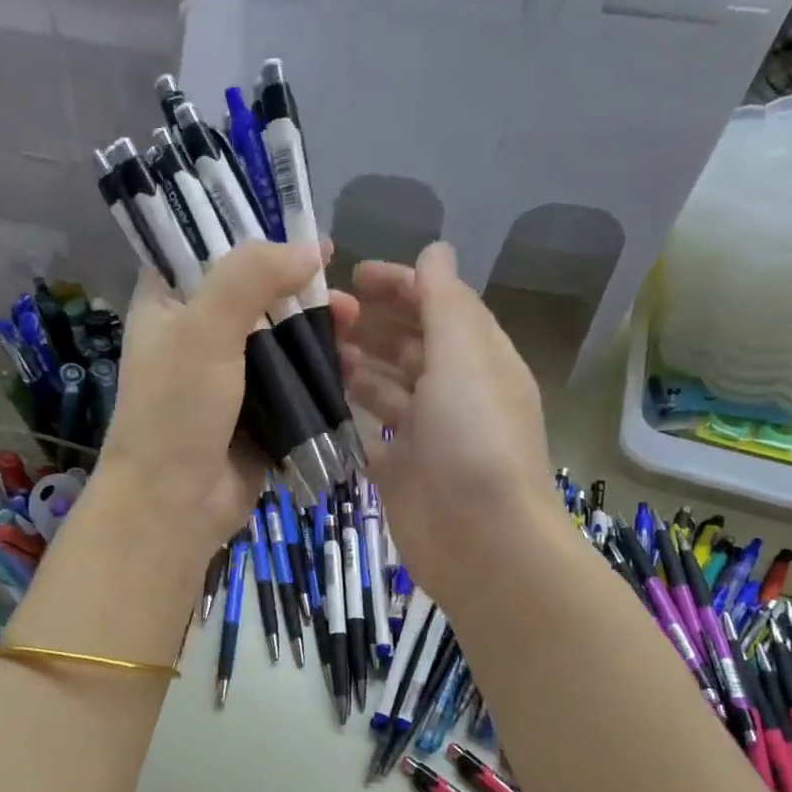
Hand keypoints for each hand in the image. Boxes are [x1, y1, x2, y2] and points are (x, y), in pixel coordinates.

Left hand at [91, 240, 327, 558]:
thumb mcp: (204, 329)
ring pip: (281, 337)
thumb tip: (310, 248)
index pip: (207, 250)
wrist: (174, 505)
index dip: (253, 236)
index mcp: (168, 304)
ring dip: (319, 330)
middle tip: (343, 295)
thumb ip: (250, 276)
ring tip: (355, 329)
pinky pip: (294, 381)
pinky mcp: (258, 412)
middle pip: (257, 294)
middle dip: (302, 289)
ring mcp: (229, 376)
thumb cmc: (177, 410)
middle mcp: (197, 334)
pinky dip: (321, 371)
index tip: (304, 233)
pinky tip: (351, 366)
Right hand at [329, 243, 559, 605]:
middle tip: (320, 314)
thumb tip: (435, 250)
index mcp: (479, 359)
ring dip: (353, 365)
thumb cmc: (476, 439)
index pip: (440, 306)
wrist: (482, 541)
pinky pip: (368, 432)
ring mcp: (425, 433)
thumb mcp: (464, 358)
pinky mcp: (399, 470)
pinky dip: (345, 415)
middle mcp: (454, 391)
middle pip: (409, 345)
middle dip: (370, 324)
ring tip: (309, 350)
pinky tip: (312, 400)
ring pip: (385, 387)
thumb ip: (445, 303)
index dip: (401, 284)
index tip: (353, 274)